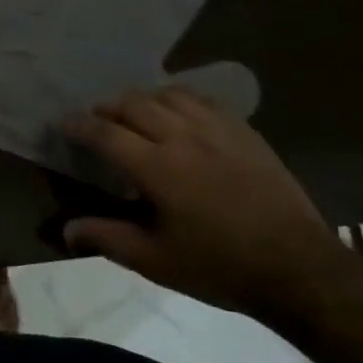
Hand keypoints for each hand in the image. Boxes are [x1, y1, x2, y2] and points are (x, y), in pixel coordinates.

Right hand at [62, 87, 351, 316]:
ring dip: (143, 100)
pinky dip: (179, 100)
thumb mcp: (157, 261)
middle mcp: (182, 136)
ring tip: (136, 116)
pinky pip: (202, 99)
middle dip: (108, 108)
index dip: (80, 126)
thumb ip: (108, 238)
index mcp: (157, 168)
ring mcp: (216, 128)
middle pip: (133, 103)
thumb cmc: (220, 267)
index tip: (64, 123)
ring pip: (167, 94)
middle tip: (99, 122)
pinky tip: (179, 114)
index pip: (105, 134)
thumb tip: (66, 230)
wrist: (297, 266)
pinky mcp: (243, 129)